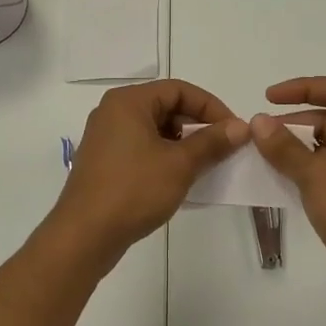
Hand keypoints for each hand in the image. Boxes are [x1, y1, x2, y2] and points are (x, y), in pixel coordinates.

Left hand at [44, 79, 248, 270]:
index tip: (234, 130)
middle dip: (197, 125)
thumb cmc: (133, 191)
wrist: (84, 235)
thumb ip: (212, 142)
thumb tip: (241, 126)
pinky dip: (164, 156)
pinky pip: (141, 147)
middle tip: (222, 148)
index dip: (211, 107)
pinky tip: (179, 178)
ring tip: (204, 165)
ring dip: (182, 143)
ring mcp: (105, 137)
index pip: (179, 90)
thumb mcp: (180, 164)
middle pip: (166, 106)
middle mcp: (113, 112)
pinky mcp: (104, 161)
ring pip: (154, 129)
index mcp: (128, 102)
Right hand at [252, 76, 325, 321]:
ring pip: (324, 146)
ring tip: (258, 153)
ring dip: (294, 148)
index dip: (303, 88)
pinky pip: (324, 170)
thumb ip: (285, 146)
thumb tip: (258, 121)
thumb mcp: (317, 176)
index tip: (269, 97)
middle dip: (294, 123)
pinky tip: (274, 175)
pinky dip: (301, 168)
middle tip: (257, 133)